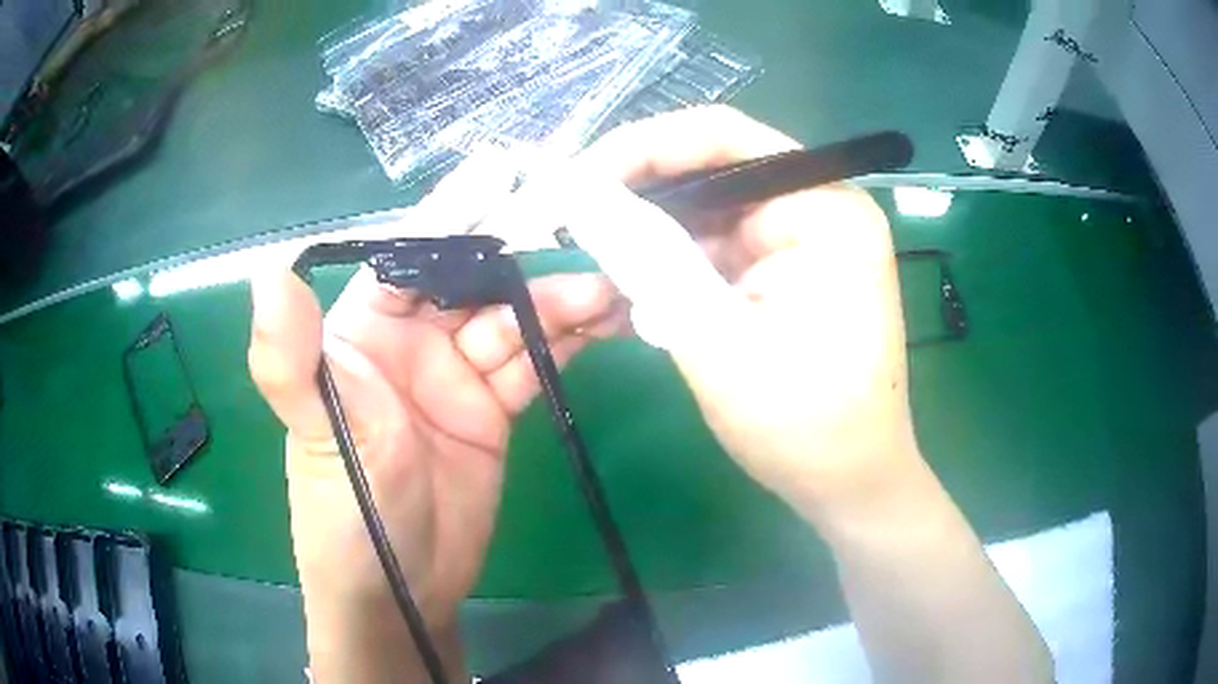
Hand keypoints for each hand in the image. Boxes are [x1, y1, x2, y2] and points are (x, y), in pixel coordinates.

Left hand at [247, 161, 625, 682]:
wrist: (400, 590)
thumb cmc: (345, 513)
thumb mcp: (314, 433)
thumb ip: (288, 355)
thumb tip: (268, 267)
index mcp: (362, 331)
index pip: (410, 256)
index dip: (453, 214)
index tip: (504, 173)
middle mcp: (410, 343)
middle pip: (474, 283)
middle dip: (524, 261)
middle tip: (583, 242)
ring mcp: (457, 378)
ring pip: (513, 321)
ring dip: (558, 303)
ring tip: (607, 292)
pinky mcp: (494, 412)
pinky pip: (534, 364)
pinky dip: (566, 344)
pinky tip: (601, 327)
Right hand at [569, 105, 920, 522]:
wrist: (849, 486)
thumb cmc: (803, 427)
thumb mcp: (717, 339)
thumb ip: (648, 259)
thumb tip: (577, 193)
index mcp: (824, 208)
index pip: (722, 139)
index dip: (639, 148)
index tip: (573, 181)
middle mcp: (819, 207)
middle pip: (711, 173)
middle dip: (638, 201)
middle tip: (569, 228)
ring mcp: (803, 241)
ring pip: (705, 217)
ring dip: (649, 245)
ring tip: (597, 278)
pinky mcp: (786, 272)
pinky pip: (715, 252)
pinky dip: (672, 273)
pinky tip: (633, 303)